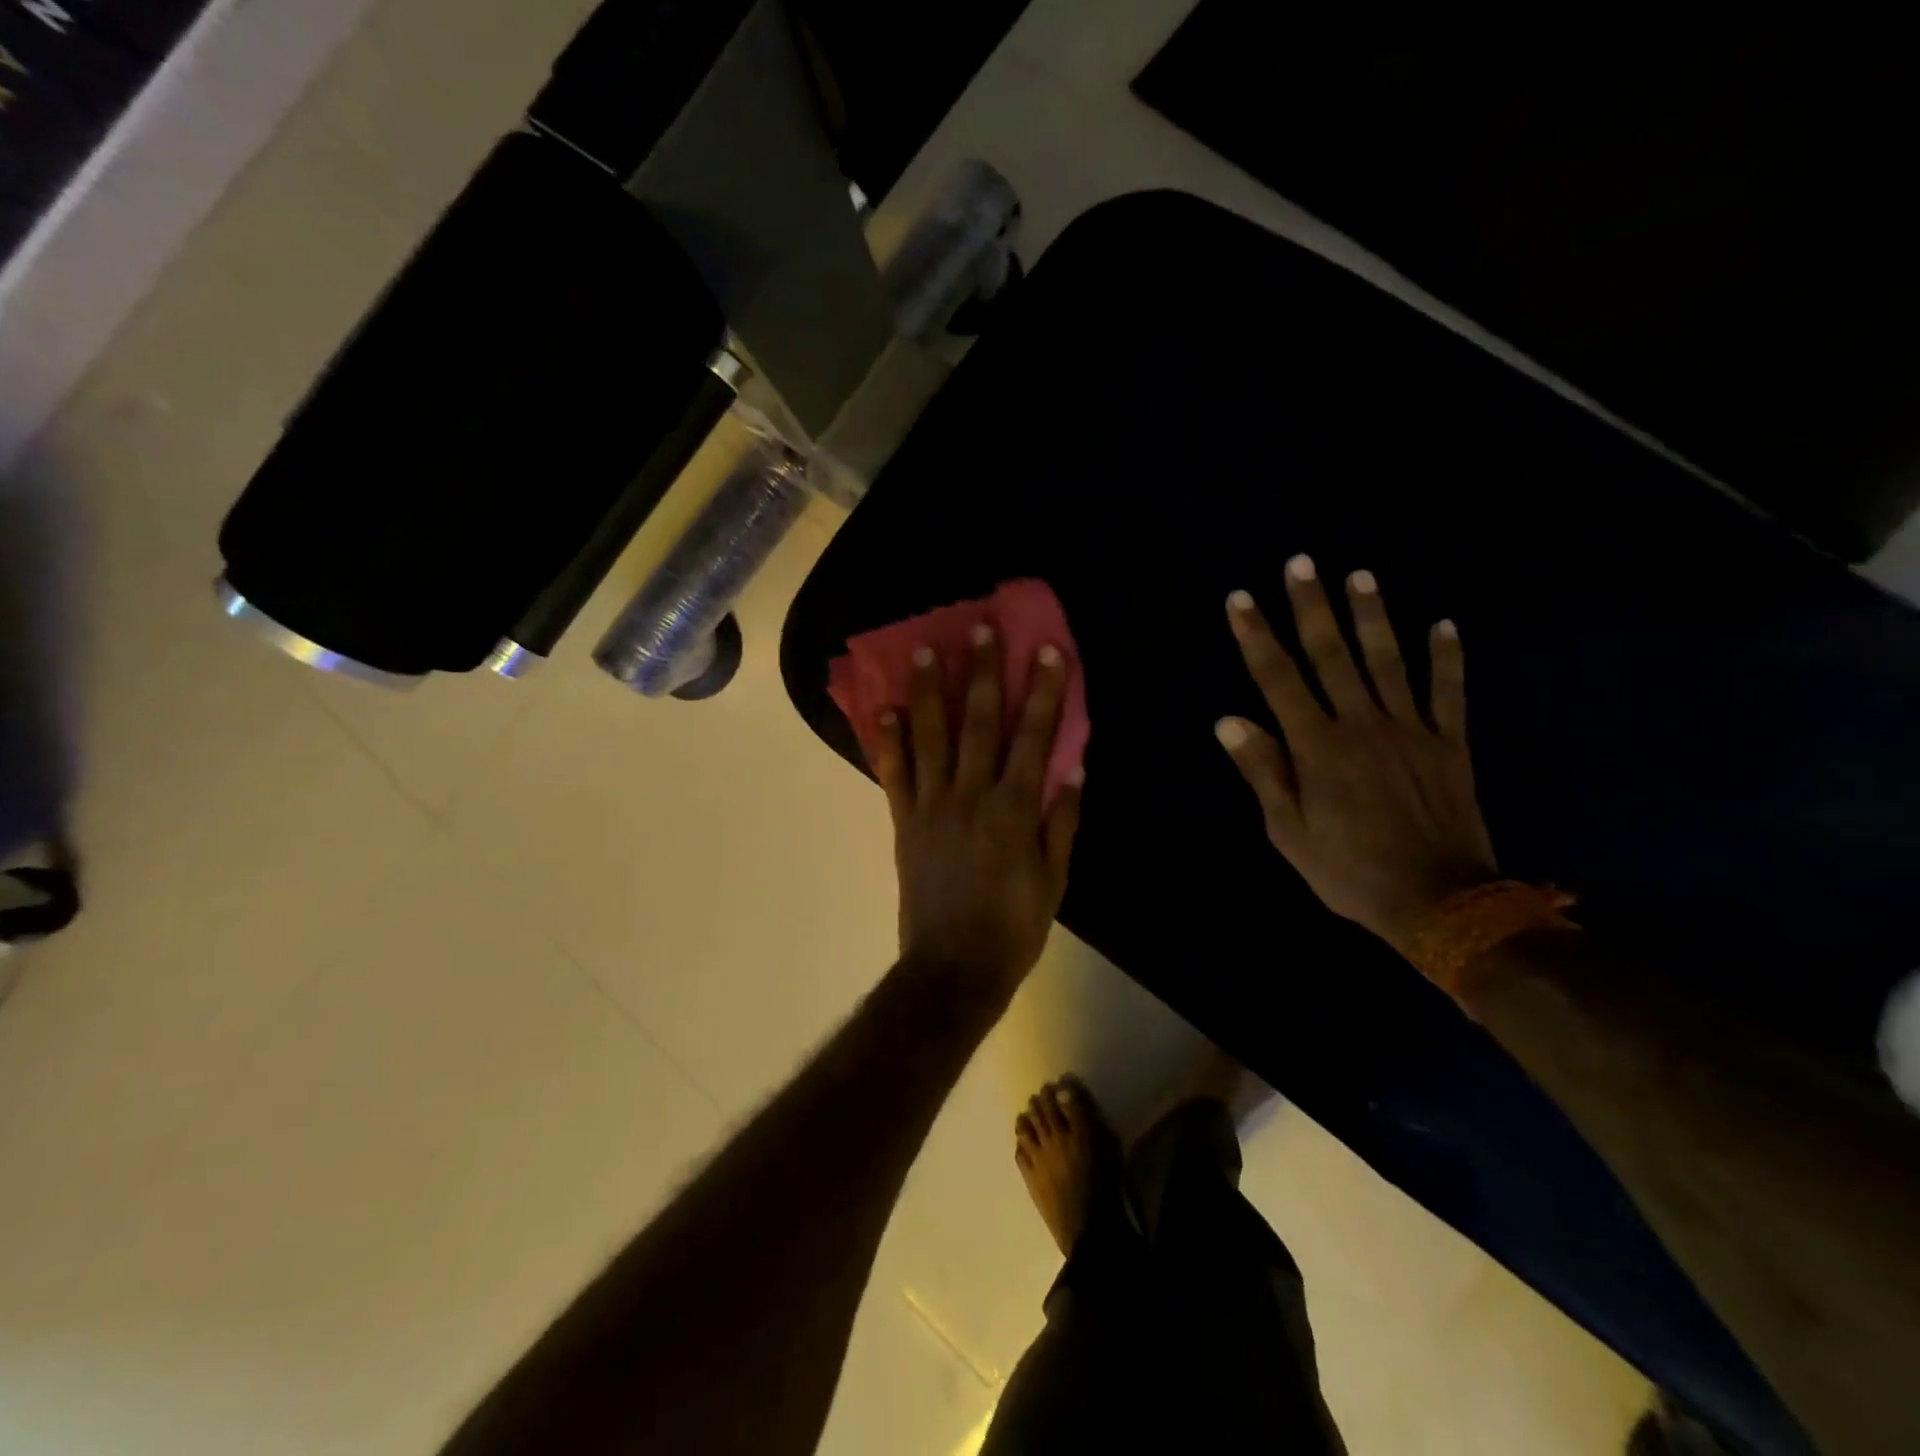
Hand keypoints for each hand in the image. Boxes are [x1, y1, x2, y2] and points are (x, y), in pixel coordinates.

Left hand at [870, 626, 1082, 993]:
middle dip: (983, 672)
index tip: (1047, 651)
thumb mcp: (1054, 880)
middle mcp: (970, 796)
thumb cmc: (1013, 927)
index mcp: (1013, 810)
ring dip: (931, 691)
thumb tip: (1073, 769)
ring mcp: (931, 806)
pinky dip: (890, 740)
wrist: (953, 968)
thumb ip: (1061, 822)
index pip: (1033, 737)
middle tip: (981, 628)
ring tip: (926, 650)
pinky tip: (887, 708)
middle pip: (979, 723)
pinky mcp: (904, 822)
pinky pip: (894, 774)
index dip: (1042, 692)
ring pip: (930, 737)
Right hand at [1216, 555, 1497, 954]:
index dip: (1257, 637)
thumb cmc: (1348, 870)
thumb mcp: (1289, 831)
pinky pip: (1447, 691)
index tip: (1241, 600)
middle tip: (1301, 563)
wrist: (1439, 900)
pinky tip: (1444, 624)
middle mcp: (1362, 725)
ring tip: (1359, 576)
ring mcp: (1411, 730)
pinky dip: (1447, 658)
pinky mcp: (1448, 743)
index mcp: (1318, 747)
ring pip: (1388, 660)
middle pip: (1332, 655)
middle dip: (1312, 607)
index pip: (1279, 680)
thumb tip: (1230, 720)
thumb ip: (1263, 771)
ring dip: (1372, 616)